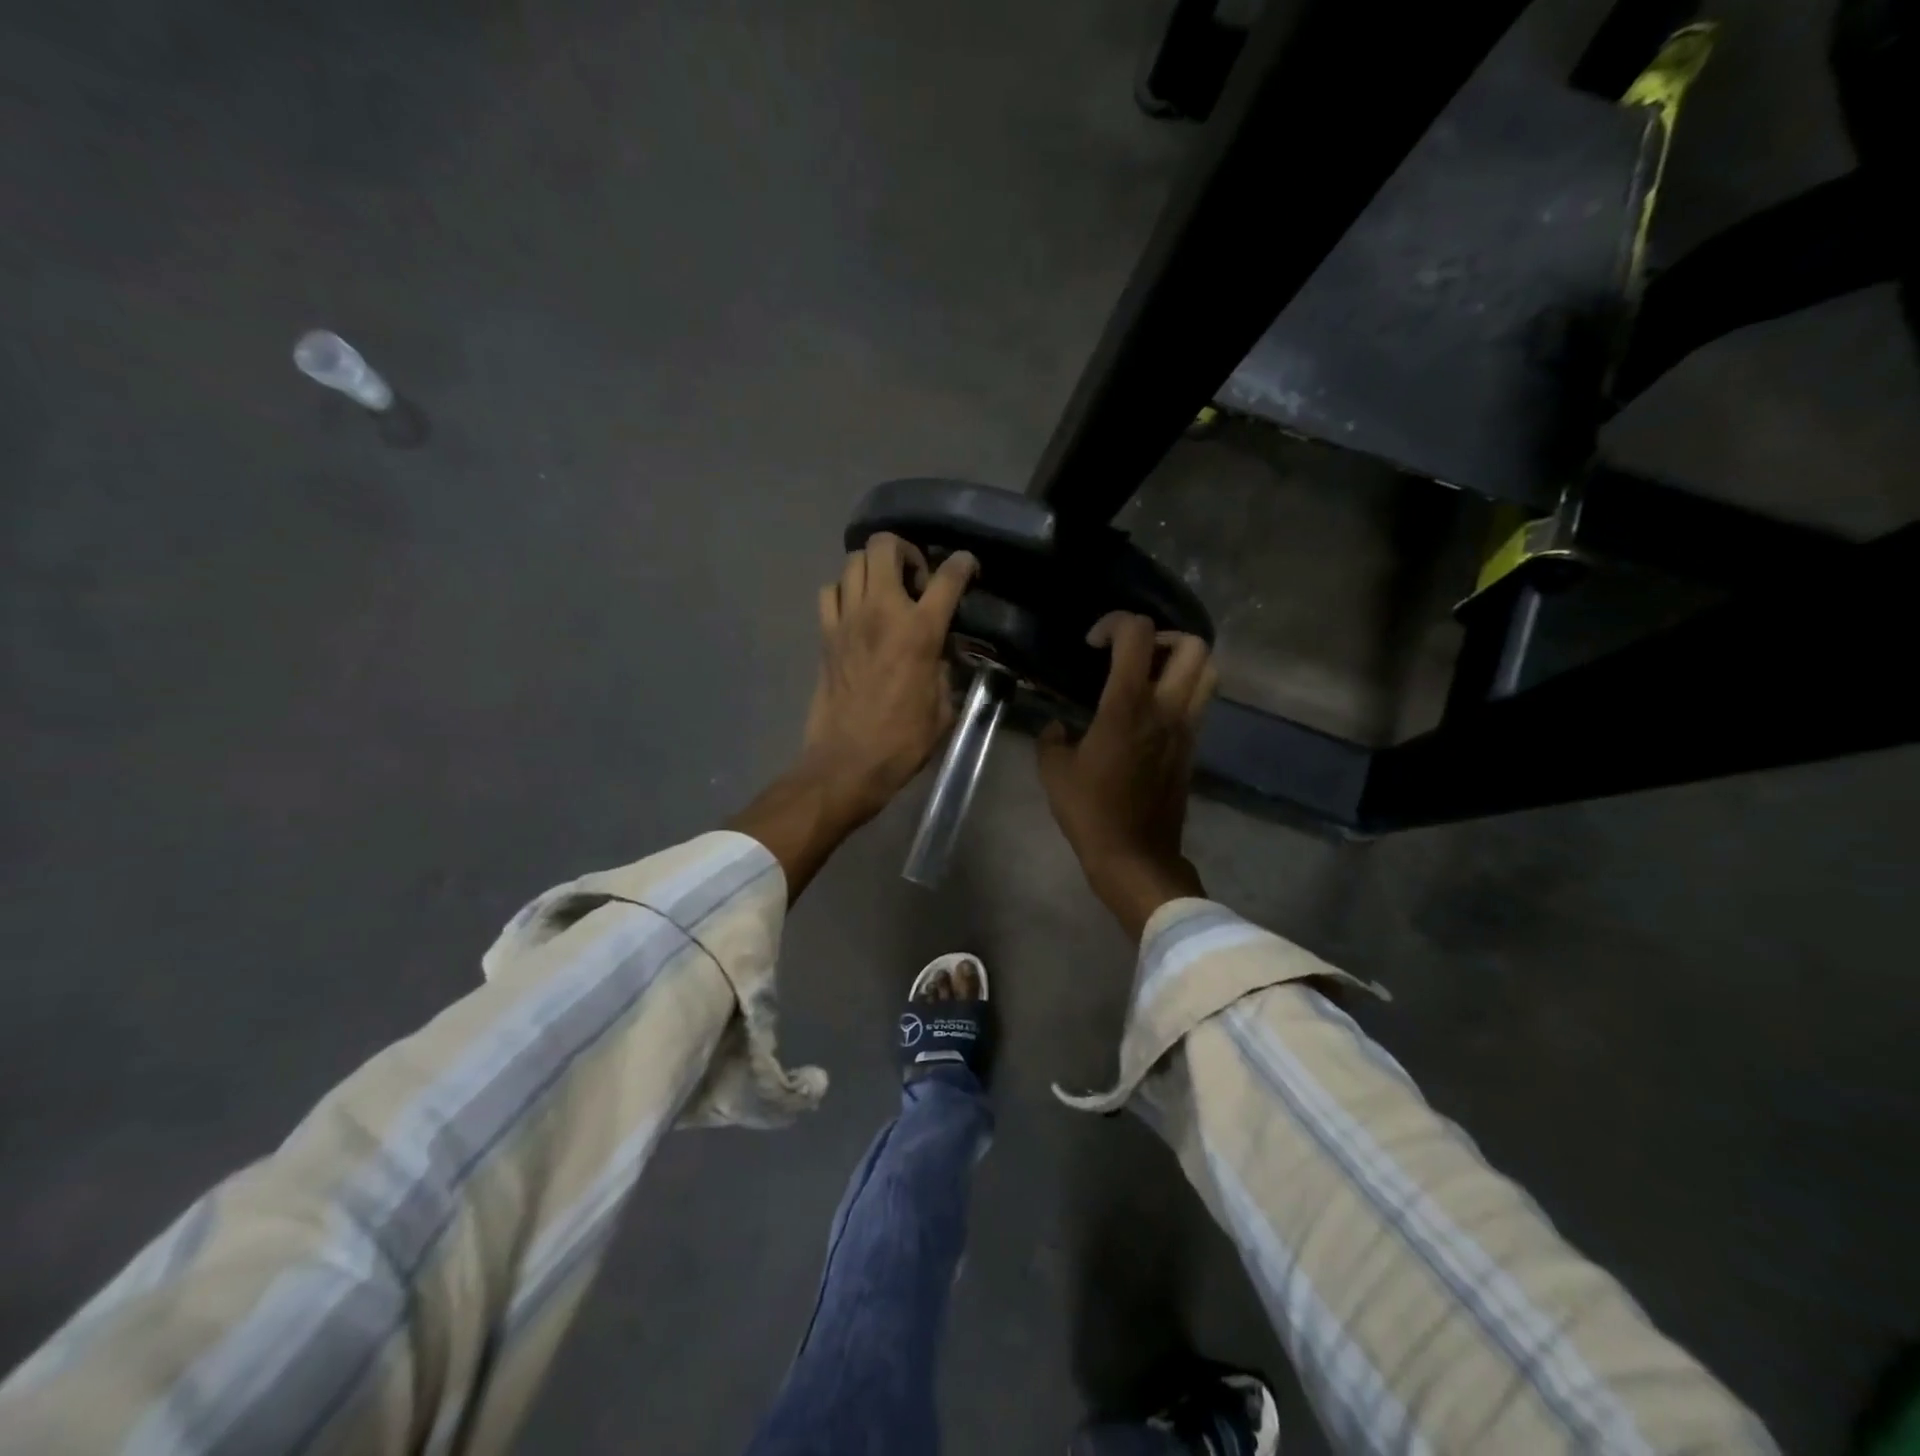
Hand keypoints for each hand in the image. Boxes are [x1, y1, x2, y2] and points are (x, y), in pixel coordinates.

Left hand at [801, 533, 977, 820]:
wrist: (848, 761)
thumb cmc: (903, 741)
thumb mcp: (943, 707)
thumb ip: (944, 670)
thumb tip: (938, 656)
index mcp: (920, 631)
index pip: (947, 578)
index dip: (963, 564)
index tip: (967, 567)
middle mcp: (881, 612)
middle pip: (885, 546)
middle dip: (905, 551)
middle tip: (916, 578)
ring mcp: (847, 620)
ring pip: (853, 562)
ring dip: (873, 568)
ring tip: (885, 592)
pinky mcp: (825, 635)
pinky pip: (830, 592)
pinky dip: (844, 591)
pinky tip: (856, 611)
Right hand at [1037, 612, 1217, 940]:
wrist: (1135, 856)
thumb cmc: (1091, 812)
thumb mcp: (1053, 772)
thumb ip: (1051, 738)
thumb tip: (1057, 727)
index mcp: (1127, 705)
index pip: (1137, 635)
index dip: (1115, 623)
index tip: (1093, 644)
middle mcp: (1166, 708)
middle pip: (1192, 645)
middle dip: (1161, 636)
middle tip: (1132, 654)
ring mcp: (1187, 727)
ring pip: (1208, 671)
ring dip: (1181, 661)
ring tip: (1148, 675)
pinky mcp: (1193, 747)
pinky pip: (1199, 701)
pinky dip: (1182, 689)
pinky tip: (1150, 709)